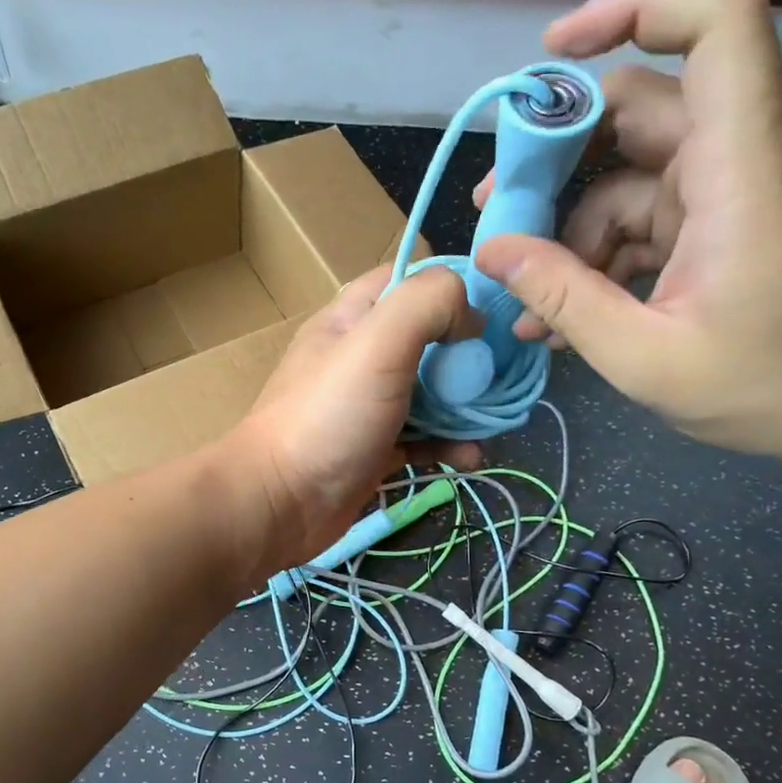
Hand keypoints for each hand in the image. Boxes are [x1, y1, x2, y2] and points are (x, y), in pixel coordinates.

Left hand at [223, 266, 481, 569]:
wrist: (280, 504)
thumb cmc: (328, 416)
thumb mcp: (377, 341)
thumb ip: (427, 304)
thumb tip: (470, 316)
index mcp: (352, 318)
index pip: (409, 279)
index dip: (453, 287)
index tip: (492, 311)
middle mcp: (361, 356)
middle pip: (430, 338)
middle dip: (470, 354)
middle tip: (501, 375)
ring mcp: (368, 405)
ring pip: (432, 392)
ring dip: (466, 406)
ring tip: (493, 423)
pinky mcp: (376, 449)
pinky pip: (424, 438)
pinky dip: (449, 444)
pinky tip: (469, 457)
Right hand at [474, 0, 781, 469]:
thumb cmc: (776, 388)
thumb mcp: (646, 358)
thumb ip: (563, 299)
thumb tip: (490, 251)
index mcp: (744, 167)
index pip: (718, 23)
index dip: (636, 6)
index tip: (554, 51)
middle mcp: (745, 155)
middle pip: (641, 107)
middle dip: (557, 154)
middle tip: (496, 211)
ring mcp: (739, 188)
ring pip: (633, 173)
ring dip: (572, 226)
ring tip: (529, 297)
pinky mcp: (733, 220)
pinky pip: (652, 215)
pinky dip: (605, 252)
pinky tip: (568, 311)